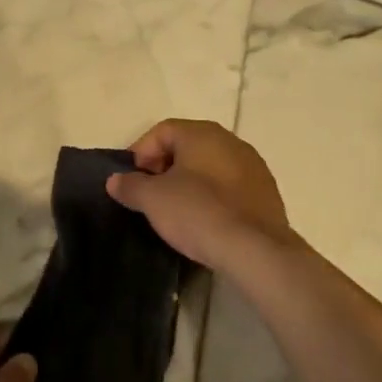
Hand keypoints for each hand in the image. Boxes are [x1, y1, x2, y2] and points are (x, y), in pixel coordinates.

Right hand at [106, 118, 298, 273]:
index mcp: (202, 133)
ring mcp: (253, 166)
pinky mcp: (266, 192)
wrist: (255, 250)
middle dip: (164, 166)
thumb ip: (130, 185)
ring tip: (177, 209)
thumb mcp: (153, 199)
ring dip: (190, 181)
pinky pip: (230, 186)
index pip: (162, 130)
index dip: (141, 152)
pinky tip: (206, 220)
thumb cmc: (198, 213)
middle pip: (187, 145)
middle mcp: (230, 141)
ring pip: (210, 166)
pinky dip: (213, 196)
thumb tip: (115, 180)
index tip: (132, 180)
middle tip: (151, 194)